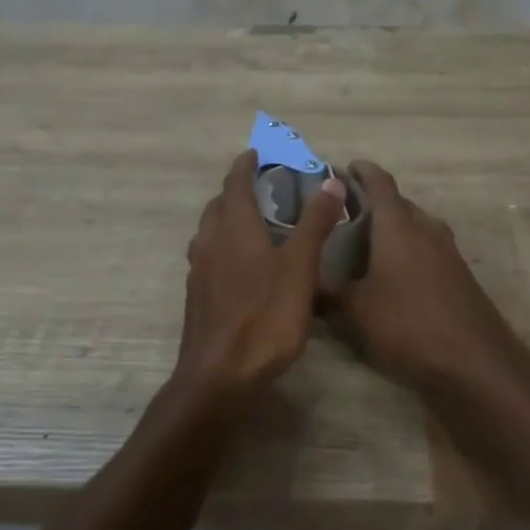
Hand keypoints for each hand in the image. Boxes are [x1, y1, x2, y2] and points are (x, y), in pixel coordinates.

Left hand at [180, 150, 347, 393]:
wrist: (219, 376)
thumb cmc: (265, 316)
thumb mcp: (300, 267)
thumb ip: (315, 223)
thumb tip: (331, 182)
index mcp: (234, 228)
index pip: (235, 183)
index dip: (245, 165)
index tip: (256, 153)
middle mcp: (210, 242)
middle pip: (219, 205)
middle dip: (236, 189)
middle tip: (259, 185)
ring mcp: (200, 271)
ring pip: (210, 231)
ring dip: (227, 216)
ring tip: (251, 220)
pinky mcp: (198, 296)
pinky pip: (209, 255)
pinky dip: (223, 244)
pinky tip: (240, 264)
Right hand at [333, 161, 525, 390]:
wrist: (475, 359)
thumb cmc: (409, 324)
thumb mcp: (357, 312)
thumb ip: (329, 293)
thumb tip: (303, 284)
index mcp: (398, 226)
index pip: (379, 183)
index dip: (361, 171)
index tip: (344, 169)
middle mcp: (425, 227)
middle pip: (398, 203)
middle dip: (373, 204)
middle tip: (344, 216)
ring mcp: (447, 249)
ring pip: (415, 225)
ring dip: (393, 228)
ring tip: (364, 245)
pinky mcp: (459, 271)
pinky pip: (427, 246)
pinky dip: (408, 249)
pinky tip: (393, 273)